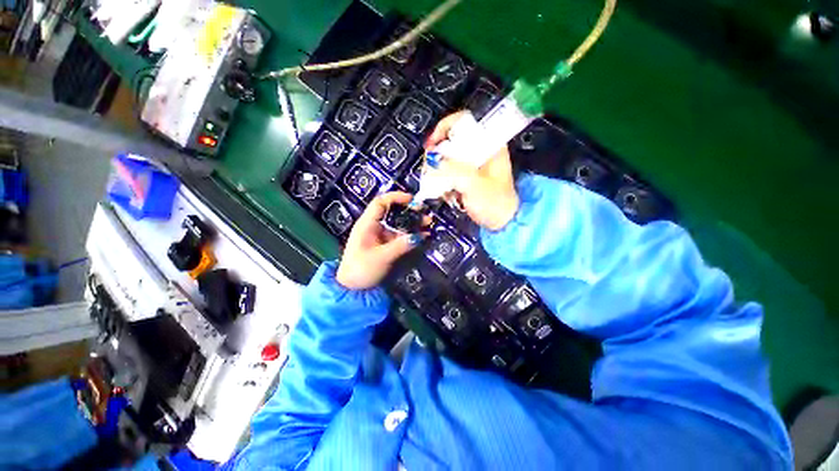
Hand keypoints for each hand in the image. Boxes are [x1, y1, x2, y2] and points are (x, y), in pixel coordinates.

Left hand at [336, 192, 424, 289]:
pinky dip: (411, 235)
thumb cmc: (361, 269)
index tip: (412, 200)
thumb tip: (419, 237)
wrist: (352, 288)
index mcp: (367, 224)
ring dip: (412, 223)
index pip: (380, 202)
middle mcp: (374, 226)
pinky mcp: (386, 244)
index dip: (396, 197)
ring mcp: (381, 235)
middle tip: (425, 213)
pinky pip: (400, 235)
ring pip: (398, 224)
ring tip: (428, 223)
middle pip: (392, 212)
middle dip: (409, 211)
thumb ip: (400, 246)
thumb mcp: (381, 257)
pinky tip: (422, 236)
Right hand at [424, 111, 519, 230]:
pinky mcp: (466, 177)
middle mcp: (479, 150)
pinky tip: (444, 191)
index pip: (462, 121)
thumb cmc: (495, 203)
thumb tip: (432, 160)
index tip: (432, 144)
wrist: (502, 223)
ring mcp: (472, 164)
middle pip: (450, 140)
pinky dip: (441, 179)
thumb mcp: (474, 184)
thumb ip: (452, 170)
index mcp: (488, 144)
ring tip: (436, 183)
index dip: (444, 128)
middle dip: (437, 153)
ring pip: (447, 157)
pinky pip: (448, 171)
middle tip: (430, 166)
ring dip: (438, 169)